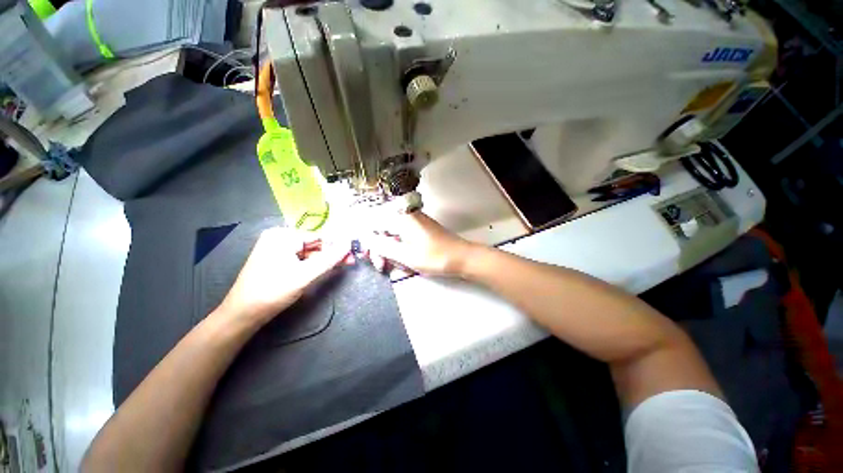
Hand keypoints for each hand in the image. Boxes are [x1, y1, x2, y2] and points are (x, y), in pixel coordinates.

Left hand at [217, 227, 349, 325]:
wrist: (242, 314)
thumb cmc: (272, 291)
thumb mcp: (305, 275)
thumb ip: (329, 258)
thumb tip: (349, 244)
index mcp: (282, 236)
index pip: (318, 237)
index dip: (337, 245)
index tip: (353, 253)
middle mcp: (279, 238)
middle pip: (314, 244)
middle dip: (332, 253)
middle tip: (350, 261)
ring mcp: (277, 248)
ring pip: (309, 252)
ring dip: (325, 259)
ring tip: (342, 265)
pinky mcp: (277, 259)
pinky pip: (301, 258)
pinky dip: (314, 264)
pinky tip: (325, 268)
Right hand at [363, 211, 477, 276]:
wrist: (462, 257)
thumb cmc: (435, 257)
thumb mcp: (405, 255)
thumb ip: (382, 246)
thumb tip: (364, 238)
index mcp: (402, 218)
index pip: (374, 225)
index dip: (369, 242)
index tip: (370, 258)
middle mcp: (406, 215)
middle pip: (383, 230)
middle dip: (381, 249)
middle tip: (383, 266)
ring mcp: (414, 222)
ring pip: (393, 236)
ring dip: (392, 252)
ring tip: (397, 267)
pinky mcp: (420, 229)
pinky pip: (404, 238)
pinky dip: (401, 250)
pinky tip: (406, 263)